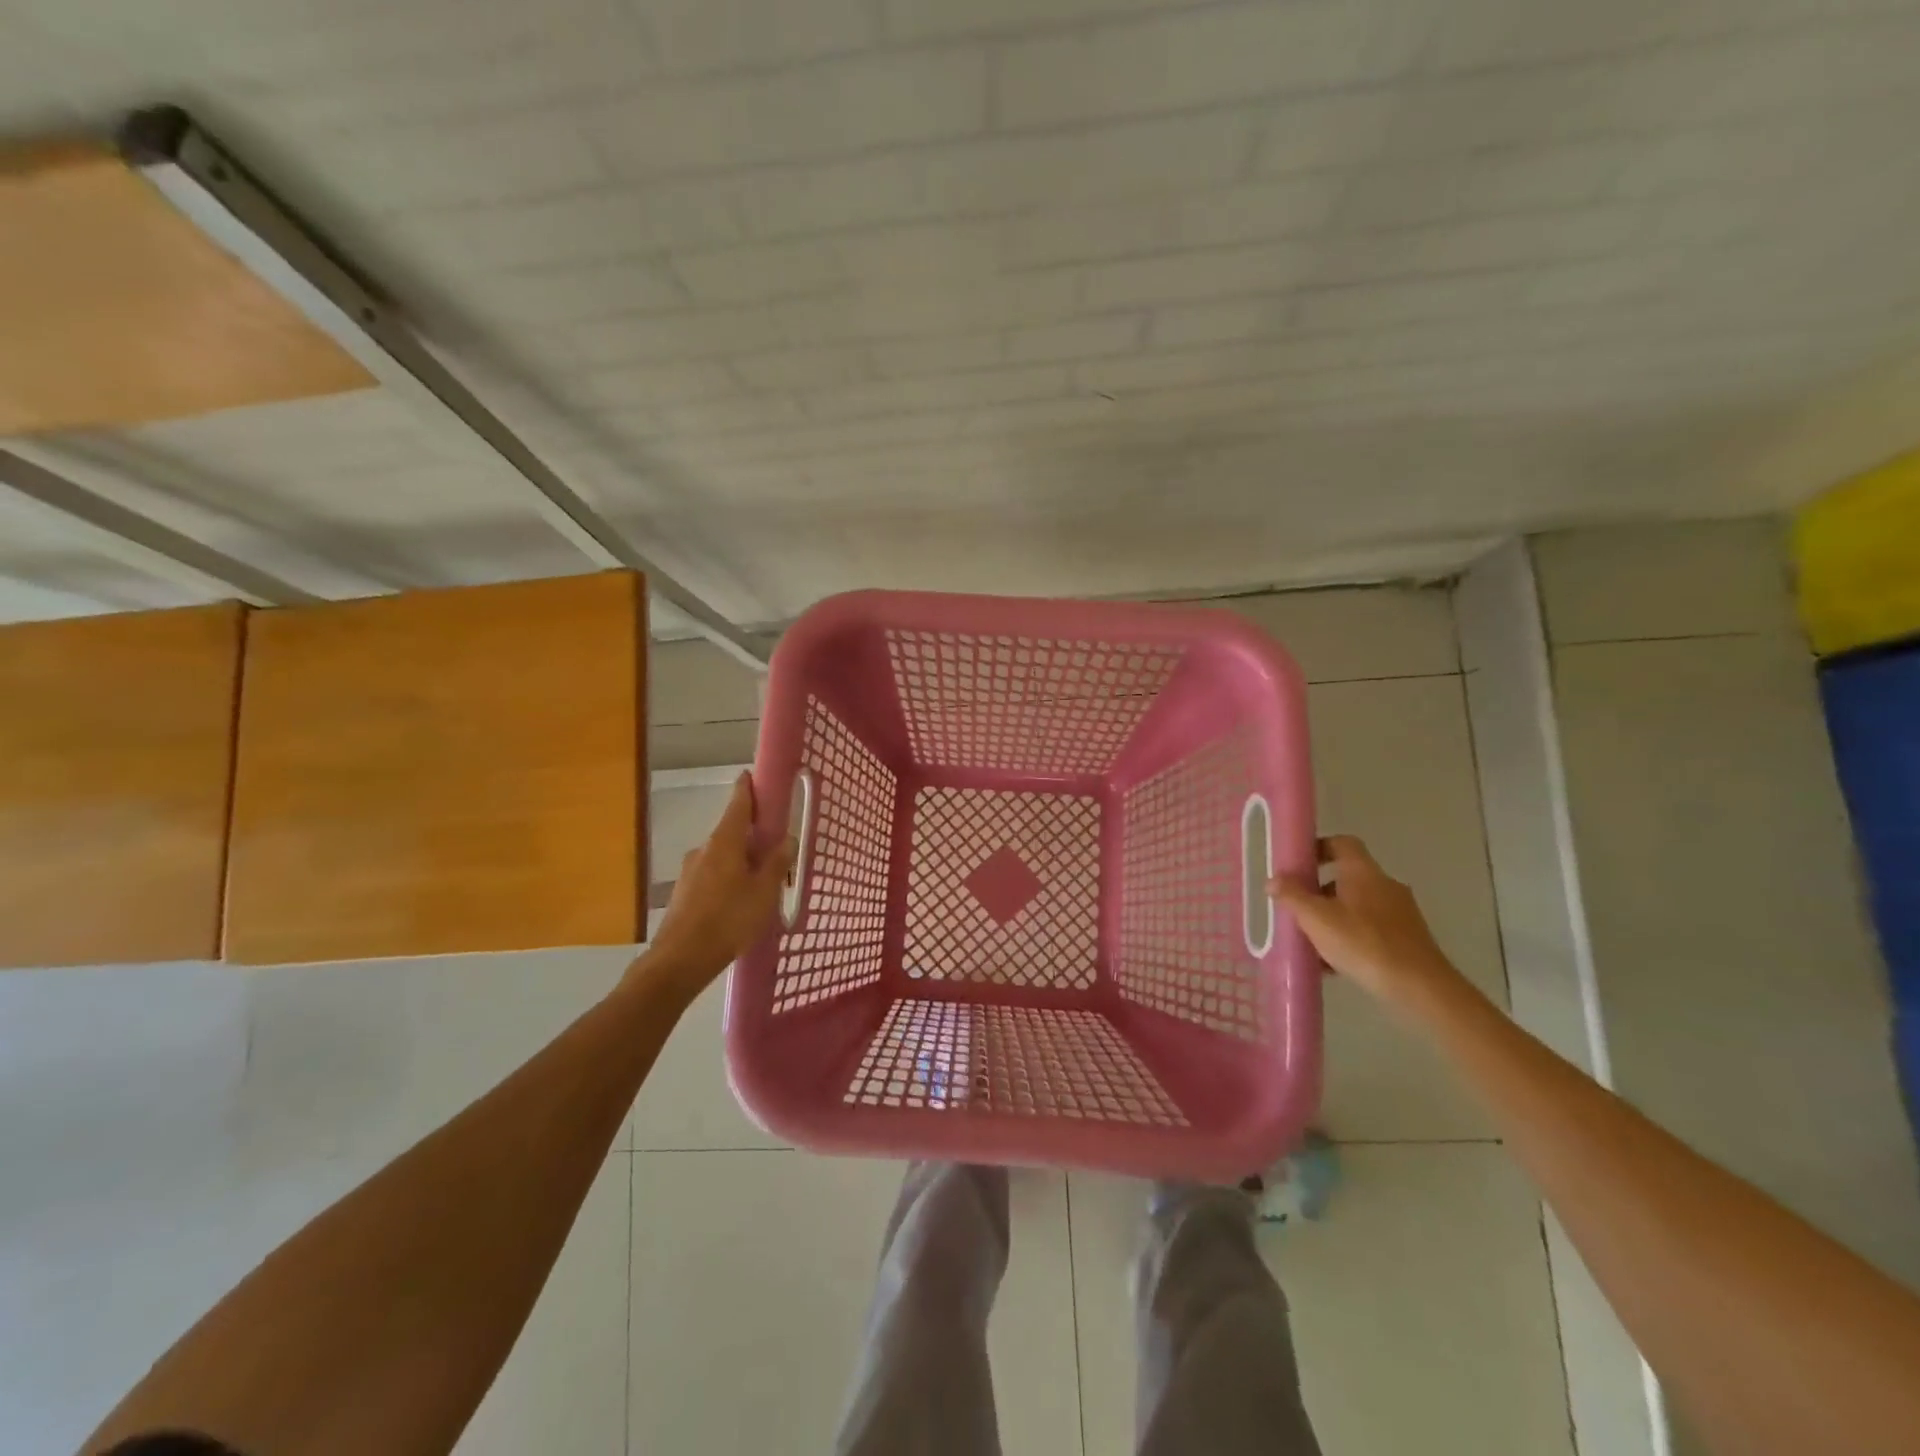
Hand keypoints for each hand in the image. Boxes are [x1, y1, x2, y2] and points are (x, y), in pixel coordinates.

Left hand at [633, 773, 794, 1000]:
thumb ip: (777, 863)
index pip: (738, 804)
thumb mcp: (764, 892)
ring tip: (760, 884)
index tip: (752, 776)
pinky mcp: (684, 894)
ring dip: (740, 862)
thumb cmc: (728, 920)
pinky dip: (727, 880)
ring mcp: (690, 872)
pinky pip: (712, 877)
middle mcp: (704, 849)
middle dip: (751, 836)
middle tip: (774, 849)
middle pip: (731, 832)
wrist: (680, 960)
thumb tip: (787, 839)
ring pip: (722, 857)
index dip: (747, 789)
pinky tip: (738, 903)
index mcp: (725, 842)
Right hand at [1271, 835, 1460, 1006]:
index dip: (1319, 847)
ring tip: (1311, 943)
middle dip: (1318, 891)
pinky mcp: (1408, 939)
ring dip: (1332, 918)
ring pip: (1357, 906)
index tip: (1298, 864)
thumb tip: (1274, 880)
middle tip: (1297, 909)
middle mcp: (1385, 885)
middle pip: (1346, 877)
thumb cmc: (1363, 943)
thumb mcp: (1316, 919)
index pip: (1342, 843)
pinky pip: (1370, 929)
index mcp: (1363, 872)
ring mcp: (1400, 912)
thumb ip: (1292, 896)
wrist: (1420, 988)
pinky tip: (1334, 964)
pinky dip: (1350, 938)